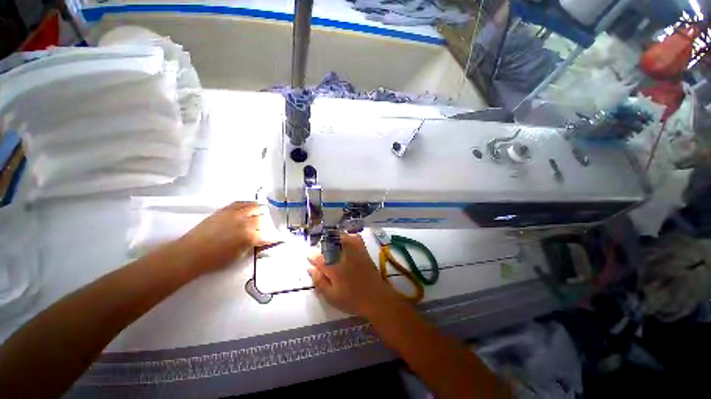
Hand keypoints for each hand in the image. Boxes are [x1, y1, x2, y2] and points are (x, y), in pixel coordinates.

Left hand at [176, 202, 279, 273]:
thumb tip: (264, 242)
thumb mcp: (239, 257)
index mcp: (250, 237)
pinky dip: (249, 203)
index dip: (275, 237)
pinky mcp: (225, 210)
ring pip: (254, 208)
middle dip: (267, 225)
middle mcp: (245, 223)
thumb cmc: (215, 260)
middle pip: (263, 220)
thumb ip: (254, 247)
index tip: (279, 238)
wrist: (191, 253)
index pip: (268, 235)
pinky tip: (253, 204)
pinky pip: (241, 203)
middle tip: (267, 228)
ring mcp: (235, 214)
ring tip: (264, 212)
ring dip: (261, 211)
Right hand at [308, 234, 400, 316]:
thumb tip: (309, 268)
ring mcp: (354, 251)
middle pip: (329, 243)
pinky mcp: (363, 250)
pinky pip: (355, 237)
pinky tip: (346, 242)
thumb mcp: (331, 296)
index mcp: (333, 268)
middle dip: (322, 245)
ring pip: (341, 237)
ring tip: (331, 245)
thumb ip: (319, 281)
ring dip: (334, 239)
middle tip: (321, 253)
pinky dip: (349, 237)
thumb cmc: (352, 299)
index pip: (318, 257)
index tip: (310, 257)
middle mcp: (343, 255)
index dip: (312, 256)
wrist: (375, 297)